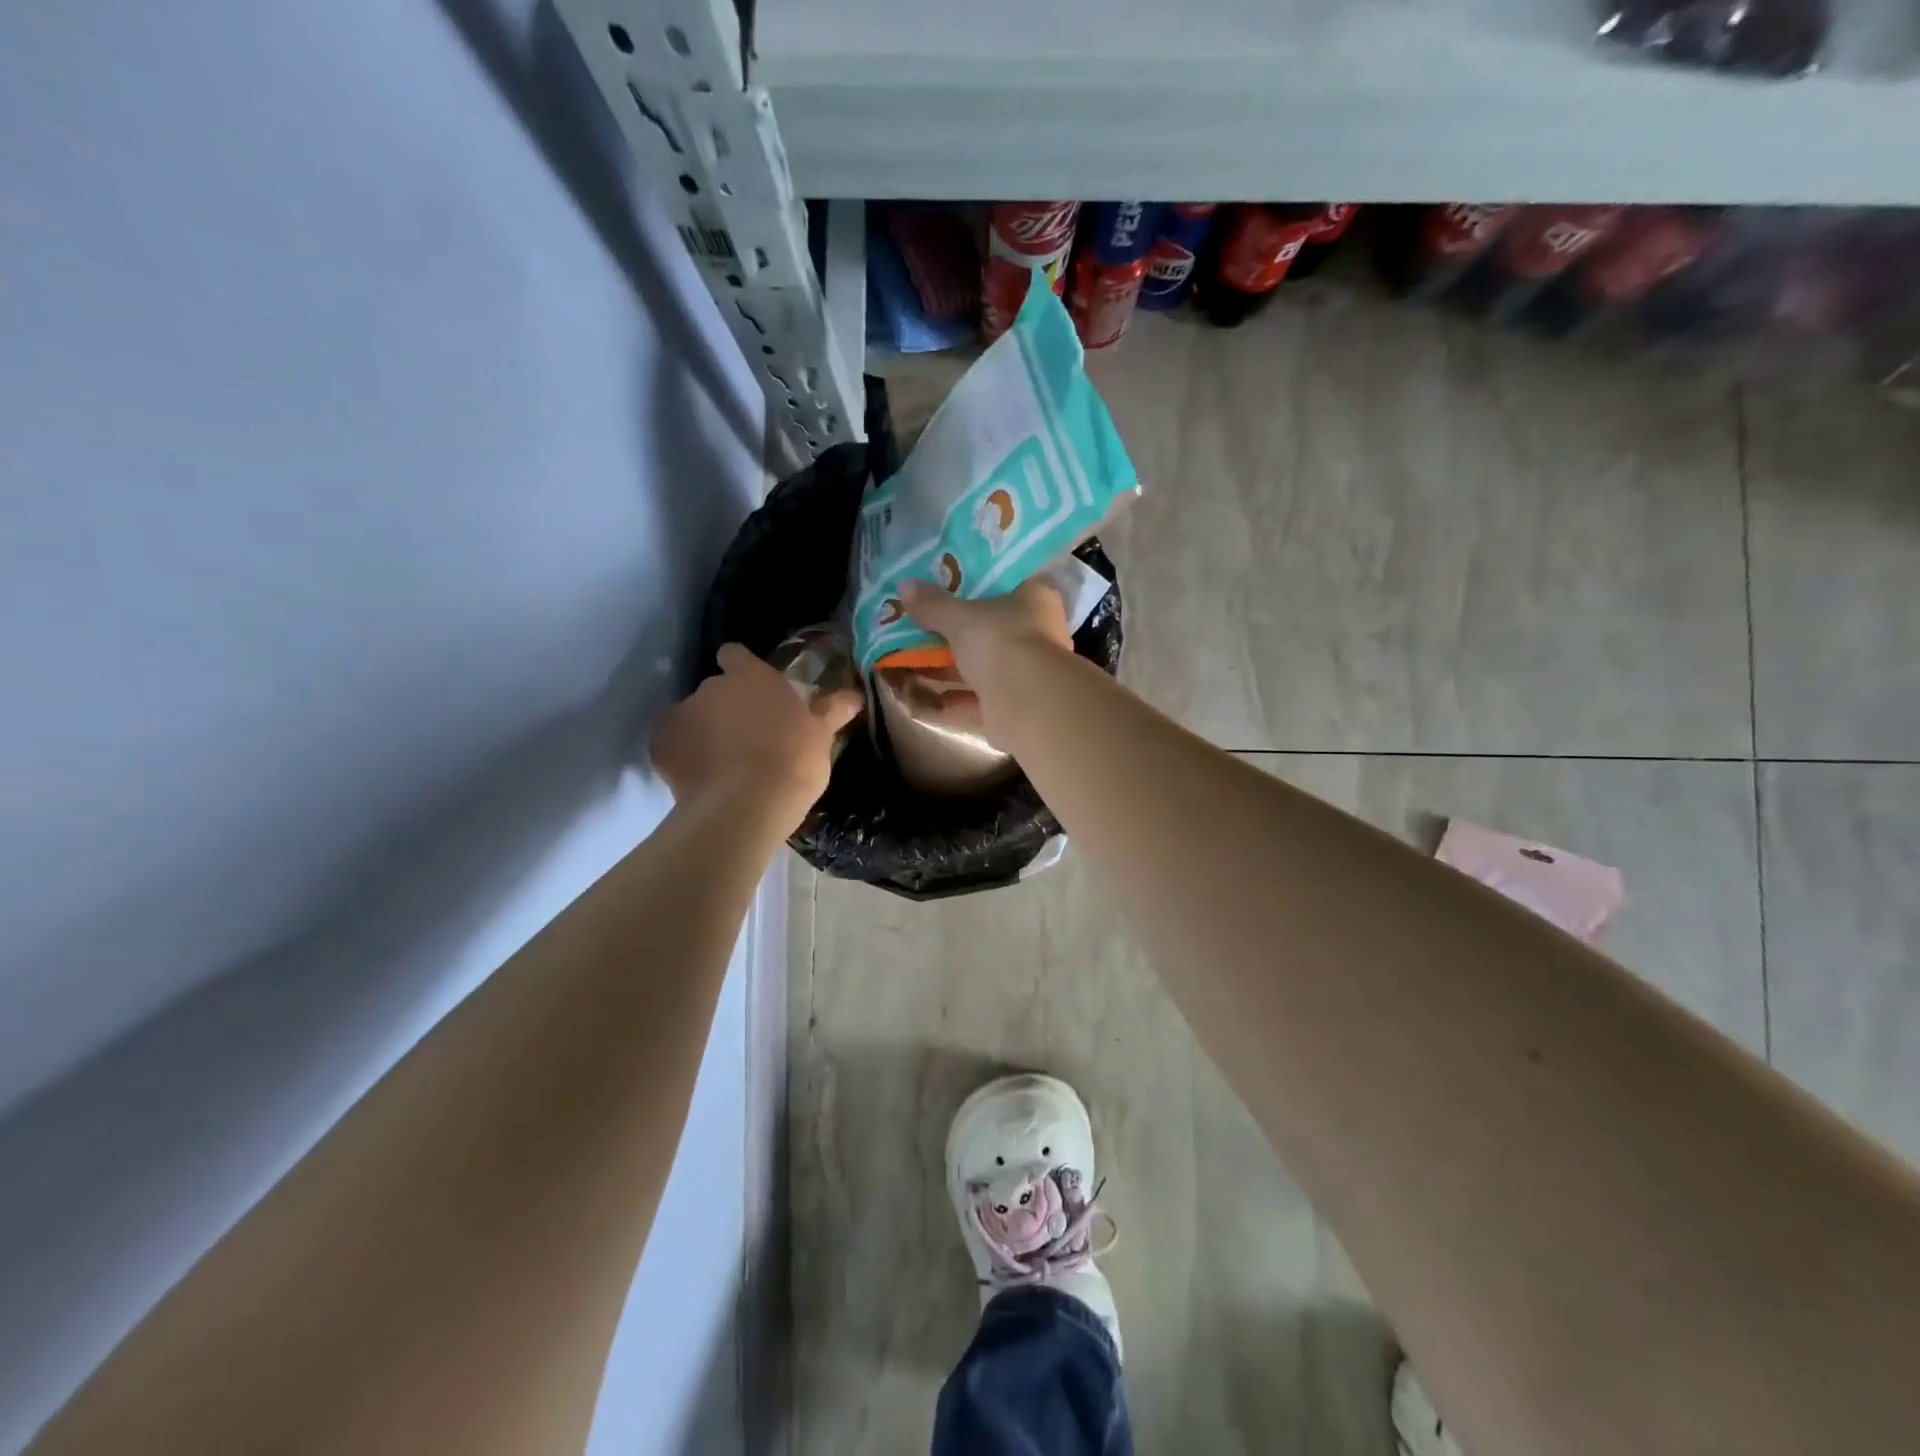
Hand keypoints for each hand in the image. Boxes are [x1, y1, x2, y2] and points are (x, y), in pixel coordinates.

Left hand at [651, 645, 863, 833]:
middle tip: (749, 738)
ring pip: (692, 718)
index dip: (741, 668)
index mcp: (751, 677)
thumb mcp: (821, 736)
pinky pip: (672, 746)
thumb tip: (855, 695)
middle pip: (715, 690)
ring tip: (725, 765)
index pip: (736, 655)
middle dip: (727, 708)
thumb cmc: (792, 761)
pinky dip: (683, 758)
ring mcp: (681, 715)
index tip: (753, 689)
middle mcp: (711, 687)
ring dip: (704, 732)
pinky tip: (702, 780)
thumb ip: (831, 710)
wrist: (746, 805)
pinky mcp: (660, 747)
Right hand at [899, 579, 1072, 742]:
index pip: (1006, 584)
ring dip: (943, 668)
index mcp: (1035, 599)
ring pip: (978, 667)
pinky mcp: (1011, 708)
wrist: (1027, 704)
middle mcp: (1036, 635)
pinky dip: (946, 699)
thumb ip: (933, 604)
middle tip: (915, 625)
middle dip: (951, 633)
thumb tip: (905, 586)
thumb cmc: (1000, 641)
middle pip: (988, 629)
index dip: (974, 585)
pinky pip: (972, 700)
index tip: (943, 587)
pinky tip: (915, 697)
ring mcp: (1025, 673)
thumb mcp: (960, 617)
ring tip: (905, 661)